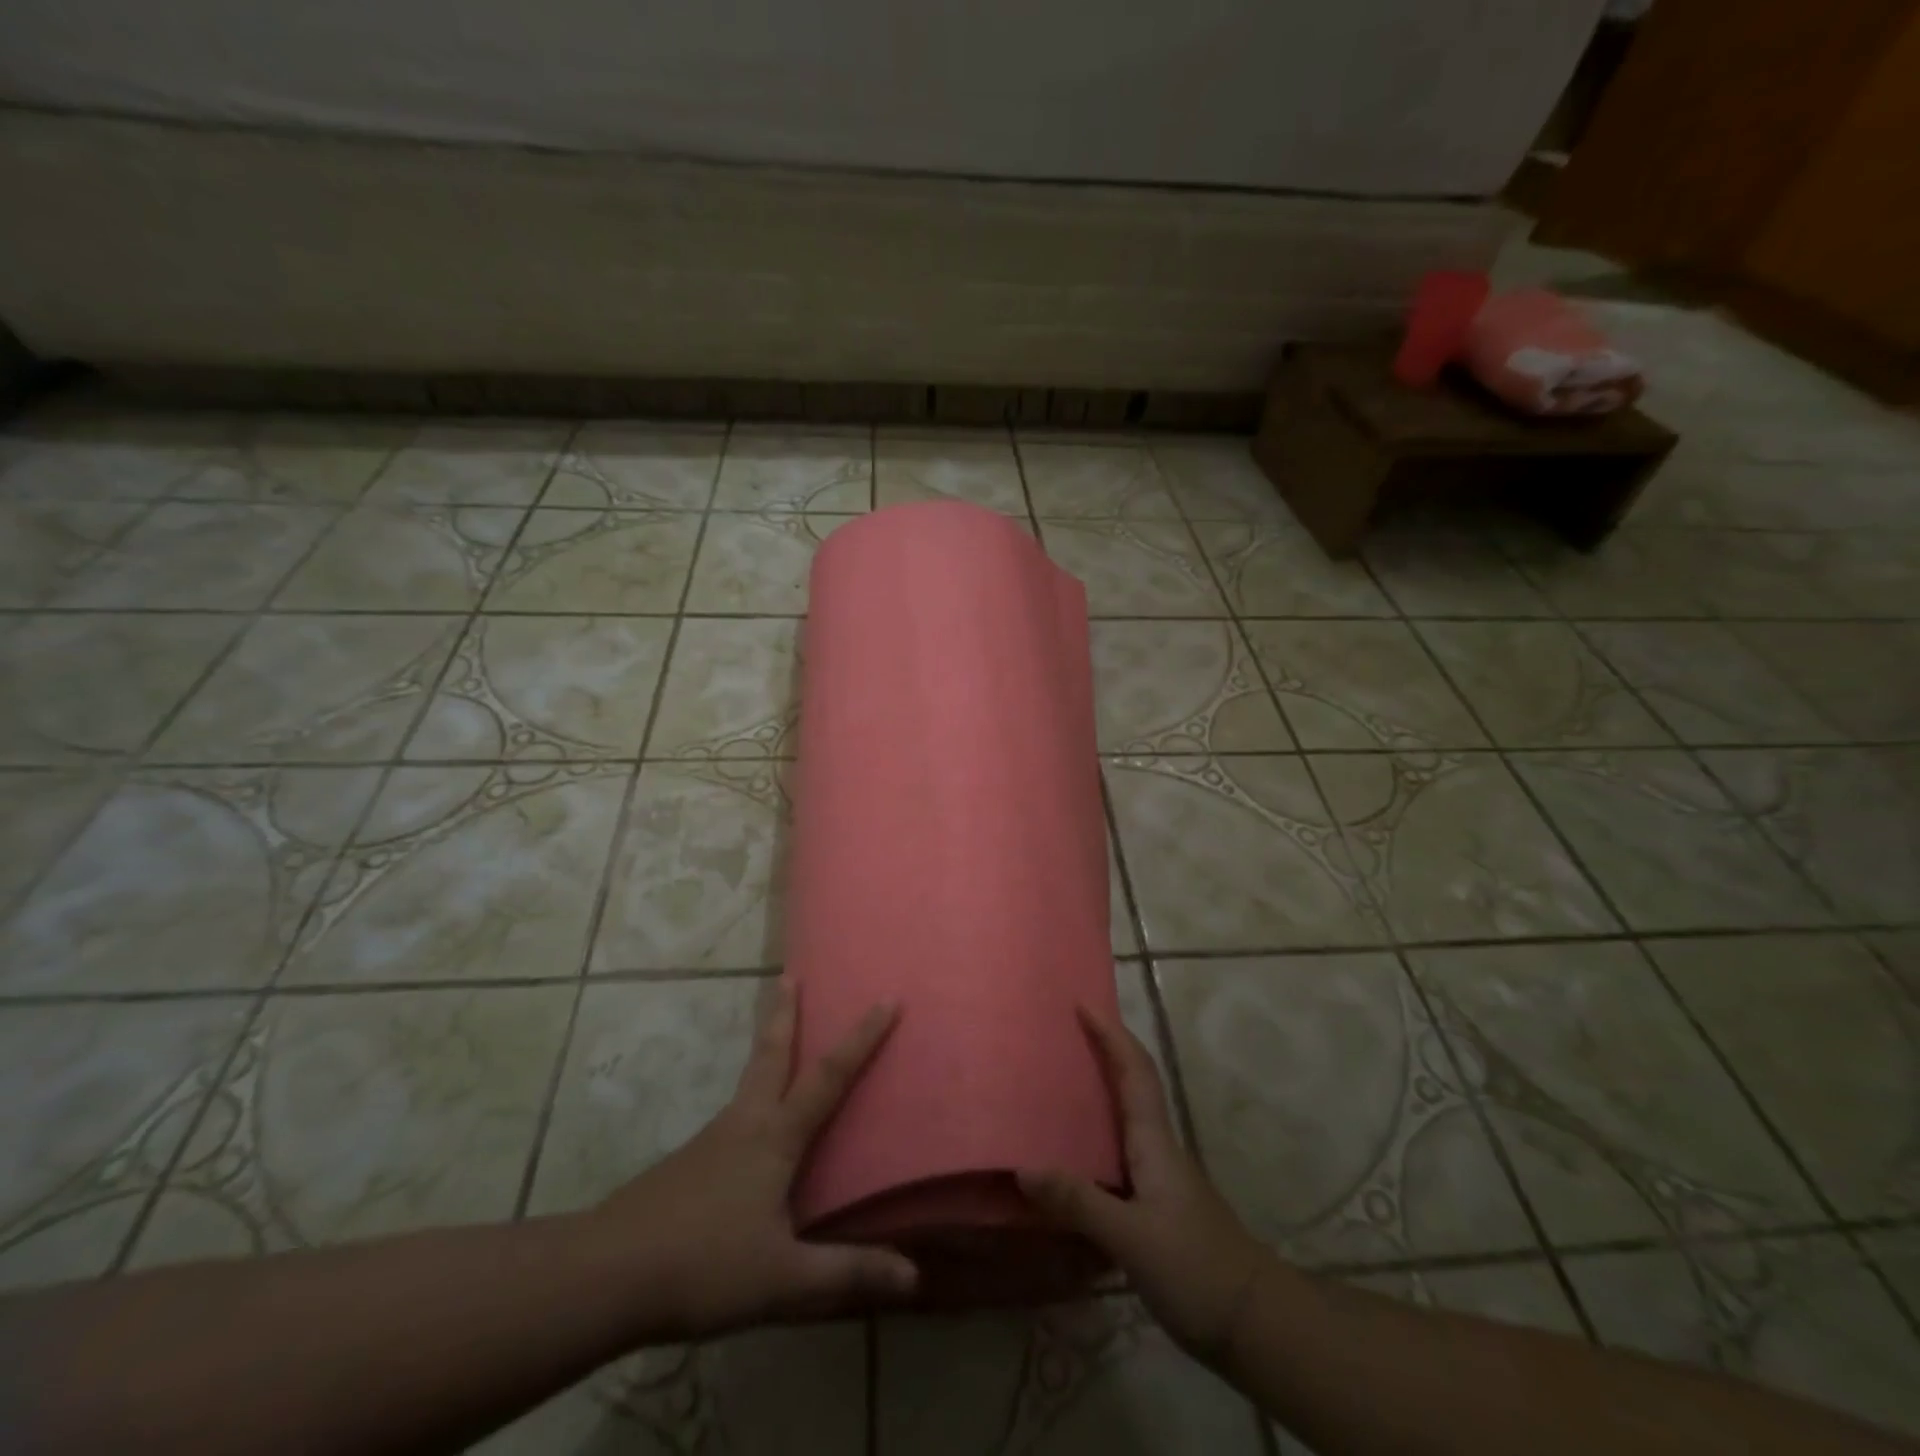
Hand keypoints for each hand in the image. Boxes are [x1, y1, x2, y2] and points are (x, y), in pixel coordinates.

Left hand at [594, 982, 917, 1339]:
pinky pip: (731, 1117)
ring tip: (778, 1039)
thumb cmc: (703, 1266)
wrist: (604, 1275)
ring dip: (767, 1048)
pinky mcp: (687, 1164)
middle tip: (790, 974)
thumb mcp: (783, 1280)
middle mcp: (744, 1123)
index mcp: (774, 1137)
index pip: (828, 1076)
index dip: (861, 1038)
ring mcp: (710, 1140)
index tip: (885, 999)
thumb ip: (847, 1275)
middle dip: (785, 1012)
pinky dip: (750, 1098)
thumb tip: (914, 1278)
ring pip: (748, 1081)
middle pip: (770, 1053)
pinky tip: (747, 1133)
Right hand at [1018, 1008, 1268, 1363]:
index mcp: (1153, 1140)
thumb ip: (1079, 1202)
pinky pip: (1120, 1153)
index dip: (1111, 1034)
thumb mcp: (1131, 1238)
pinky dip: (1096, 1138)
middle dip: (1103, 1052)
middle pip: (1131, 1084)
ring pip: (1125, 1118)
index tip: (1083, 1004)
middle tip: (1061, 1036)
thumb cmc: (1195, 1268)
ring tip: (1056, 1085)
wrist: (1254, 1323)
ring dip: (1099, 1092)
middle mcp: (1157, 1148)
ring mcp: (1160, 1177)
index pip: (1134, 1071)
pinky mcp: (1157, 1205)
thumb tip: (1023, 1166)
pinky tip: (1072, 1158)